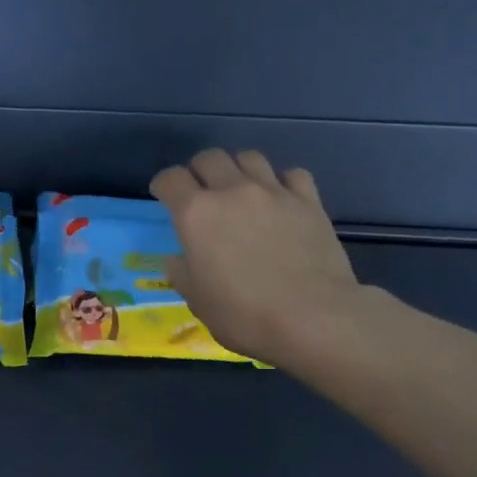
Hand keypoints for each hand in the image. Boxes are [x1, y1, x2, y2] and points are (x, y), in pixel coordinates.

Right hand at [150, 149, 363, 366]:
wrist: (312, 318)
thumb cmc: (244, 315)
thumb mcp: (197, 301)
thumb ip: (182, 272)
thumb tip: (177, 258)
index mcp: (196, 214)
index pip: (170, 179)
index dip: (163, 185)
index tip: (163, 196)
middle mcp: (232, 191)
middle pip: (209, 158)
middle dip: (198, 170)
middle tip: (200, 191)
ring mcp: (274, 192)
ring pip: (249, 157)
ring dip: (238, 169)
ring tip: (239, 188)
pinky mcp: (309, 201)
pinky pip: (292, 174)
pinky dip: (281, 181)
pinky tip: (280, 198)